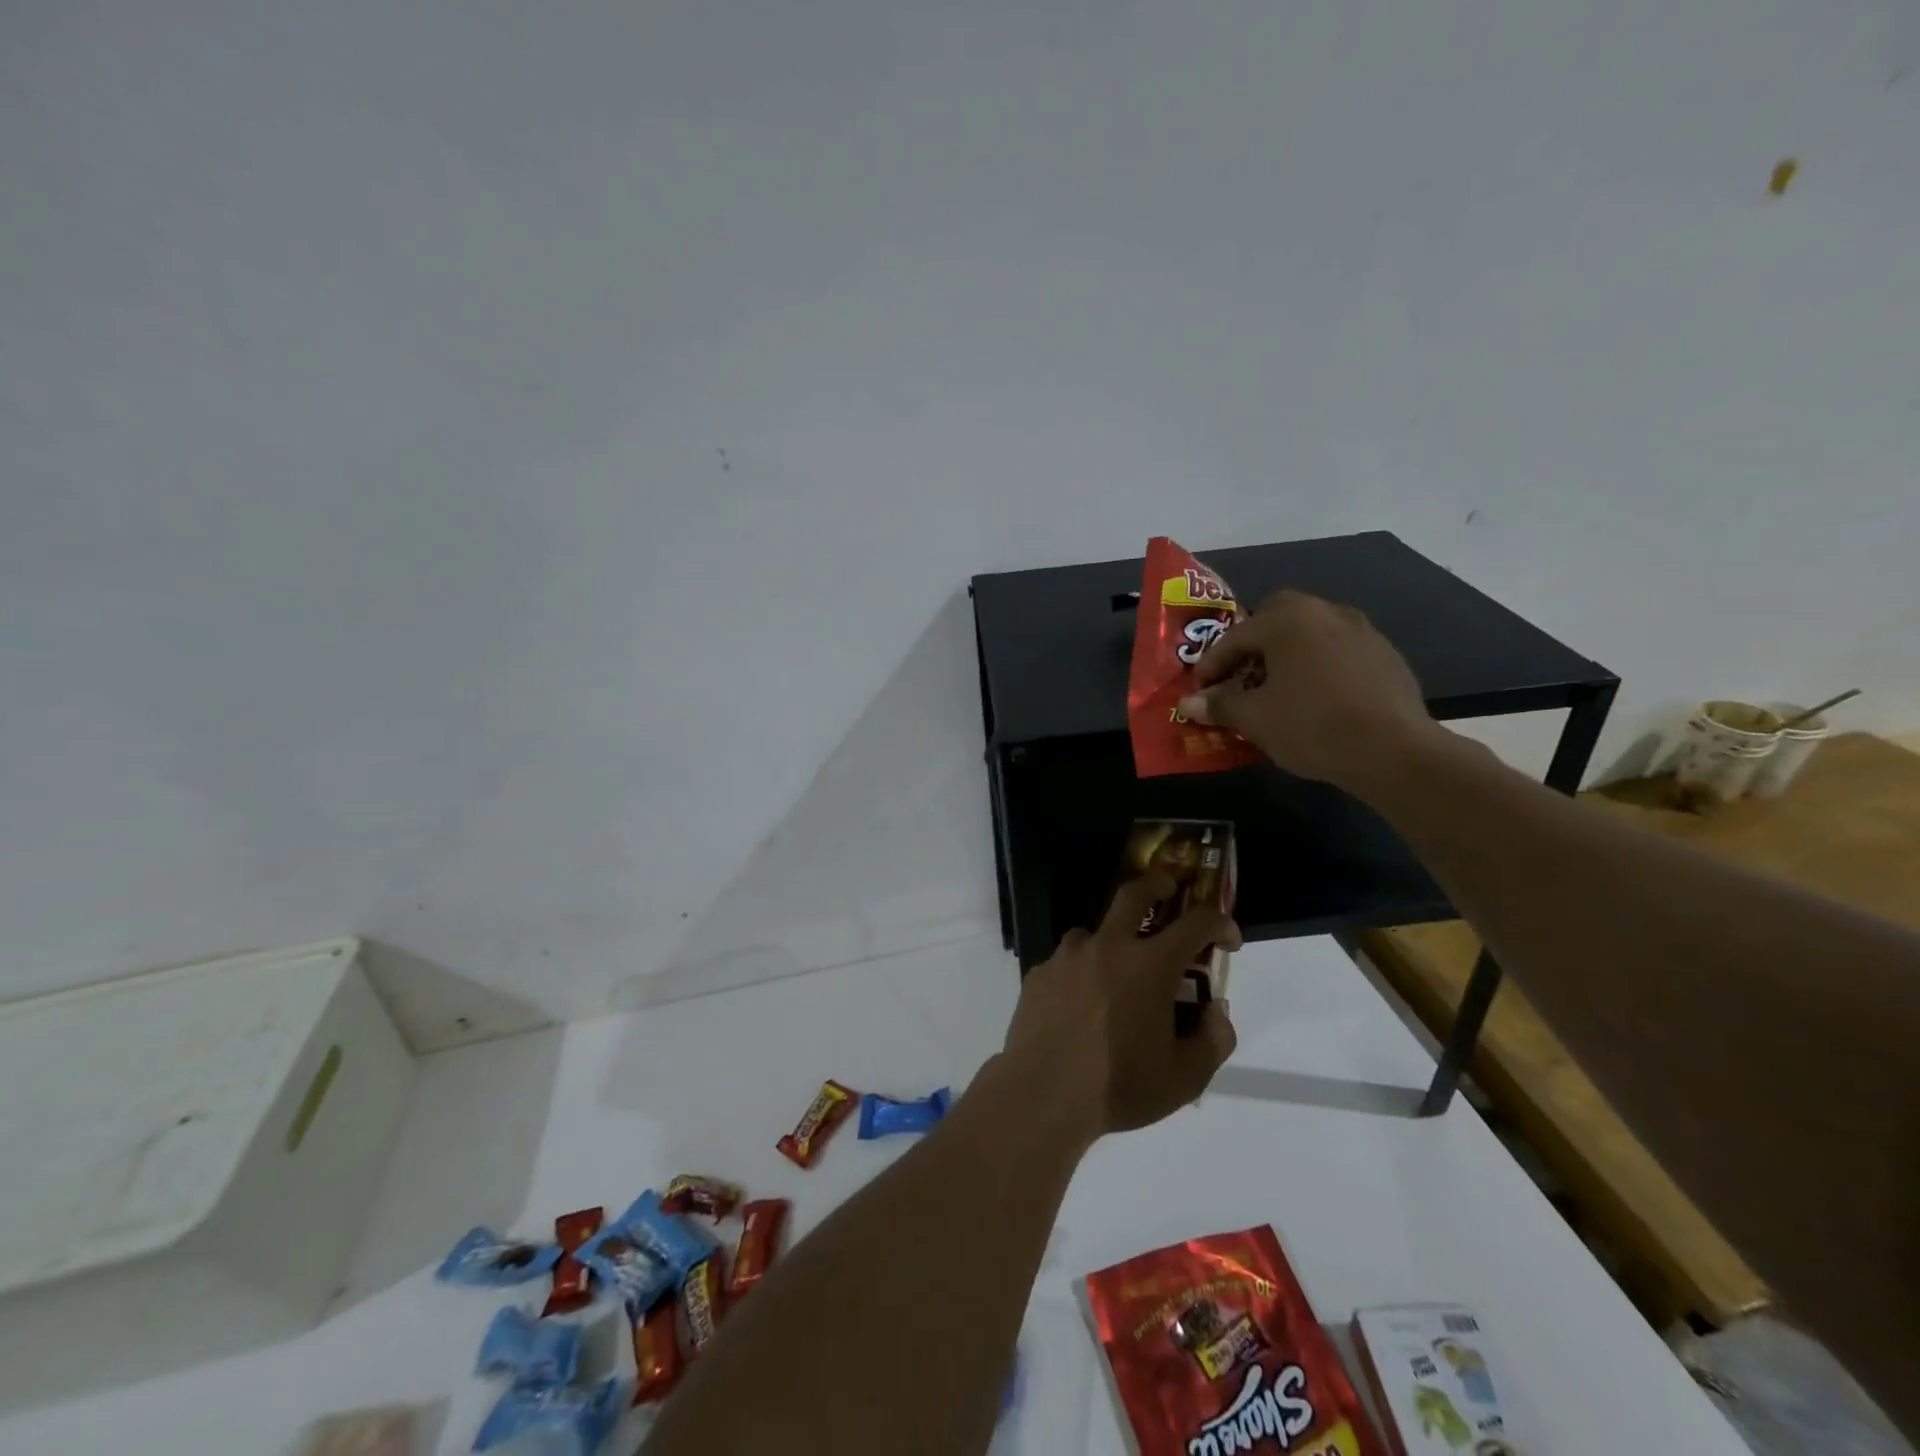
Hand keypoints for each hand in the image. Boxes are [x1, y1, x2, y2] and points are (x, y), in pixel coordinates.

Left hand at [1002, 875, 1239, 1140]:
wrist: (1042, 1093)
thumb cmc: (1119, 1086)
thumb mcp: (1184, 1078)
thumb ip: (1213, 1041)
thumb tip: (1216, 1013)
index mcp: (1149, 965)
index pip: (1196, 923)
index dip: (1219, 923)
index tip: (1228, 938)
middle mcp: (1107, 947)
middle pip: (1134, 894)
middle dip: (1157, 883)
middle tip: (1168, 889)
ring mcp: (1067, 956)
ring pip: (1093, 931)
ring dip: (1111, 940)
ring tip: (1116, 974)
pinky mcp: (1040, 973)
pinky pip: (1067, 961)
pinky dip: (1081, 971)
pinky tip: (1080, 1004)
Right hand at [1177, 589, 1440, 794]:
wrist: (1393, 751)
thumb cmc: (1311, 726)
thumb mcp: (1254, 719)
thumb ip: (1219, 705)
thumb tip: (1188, 704)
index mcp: (1287, 620)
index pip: (1235, 637)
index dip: (1211, 665)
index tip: (1200, 690)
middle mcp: (1325, 612)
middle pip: (1276, 617)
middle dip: (1253, 644)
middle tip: (1240, 676)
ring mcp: (1361, 630)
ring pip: (1310, 632)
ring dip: (1288, 654)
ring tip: (1277, 689)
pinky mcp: (1386, 653)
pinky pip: (1338, 651)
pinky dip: (1318, 666)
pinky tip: (1316, 698)